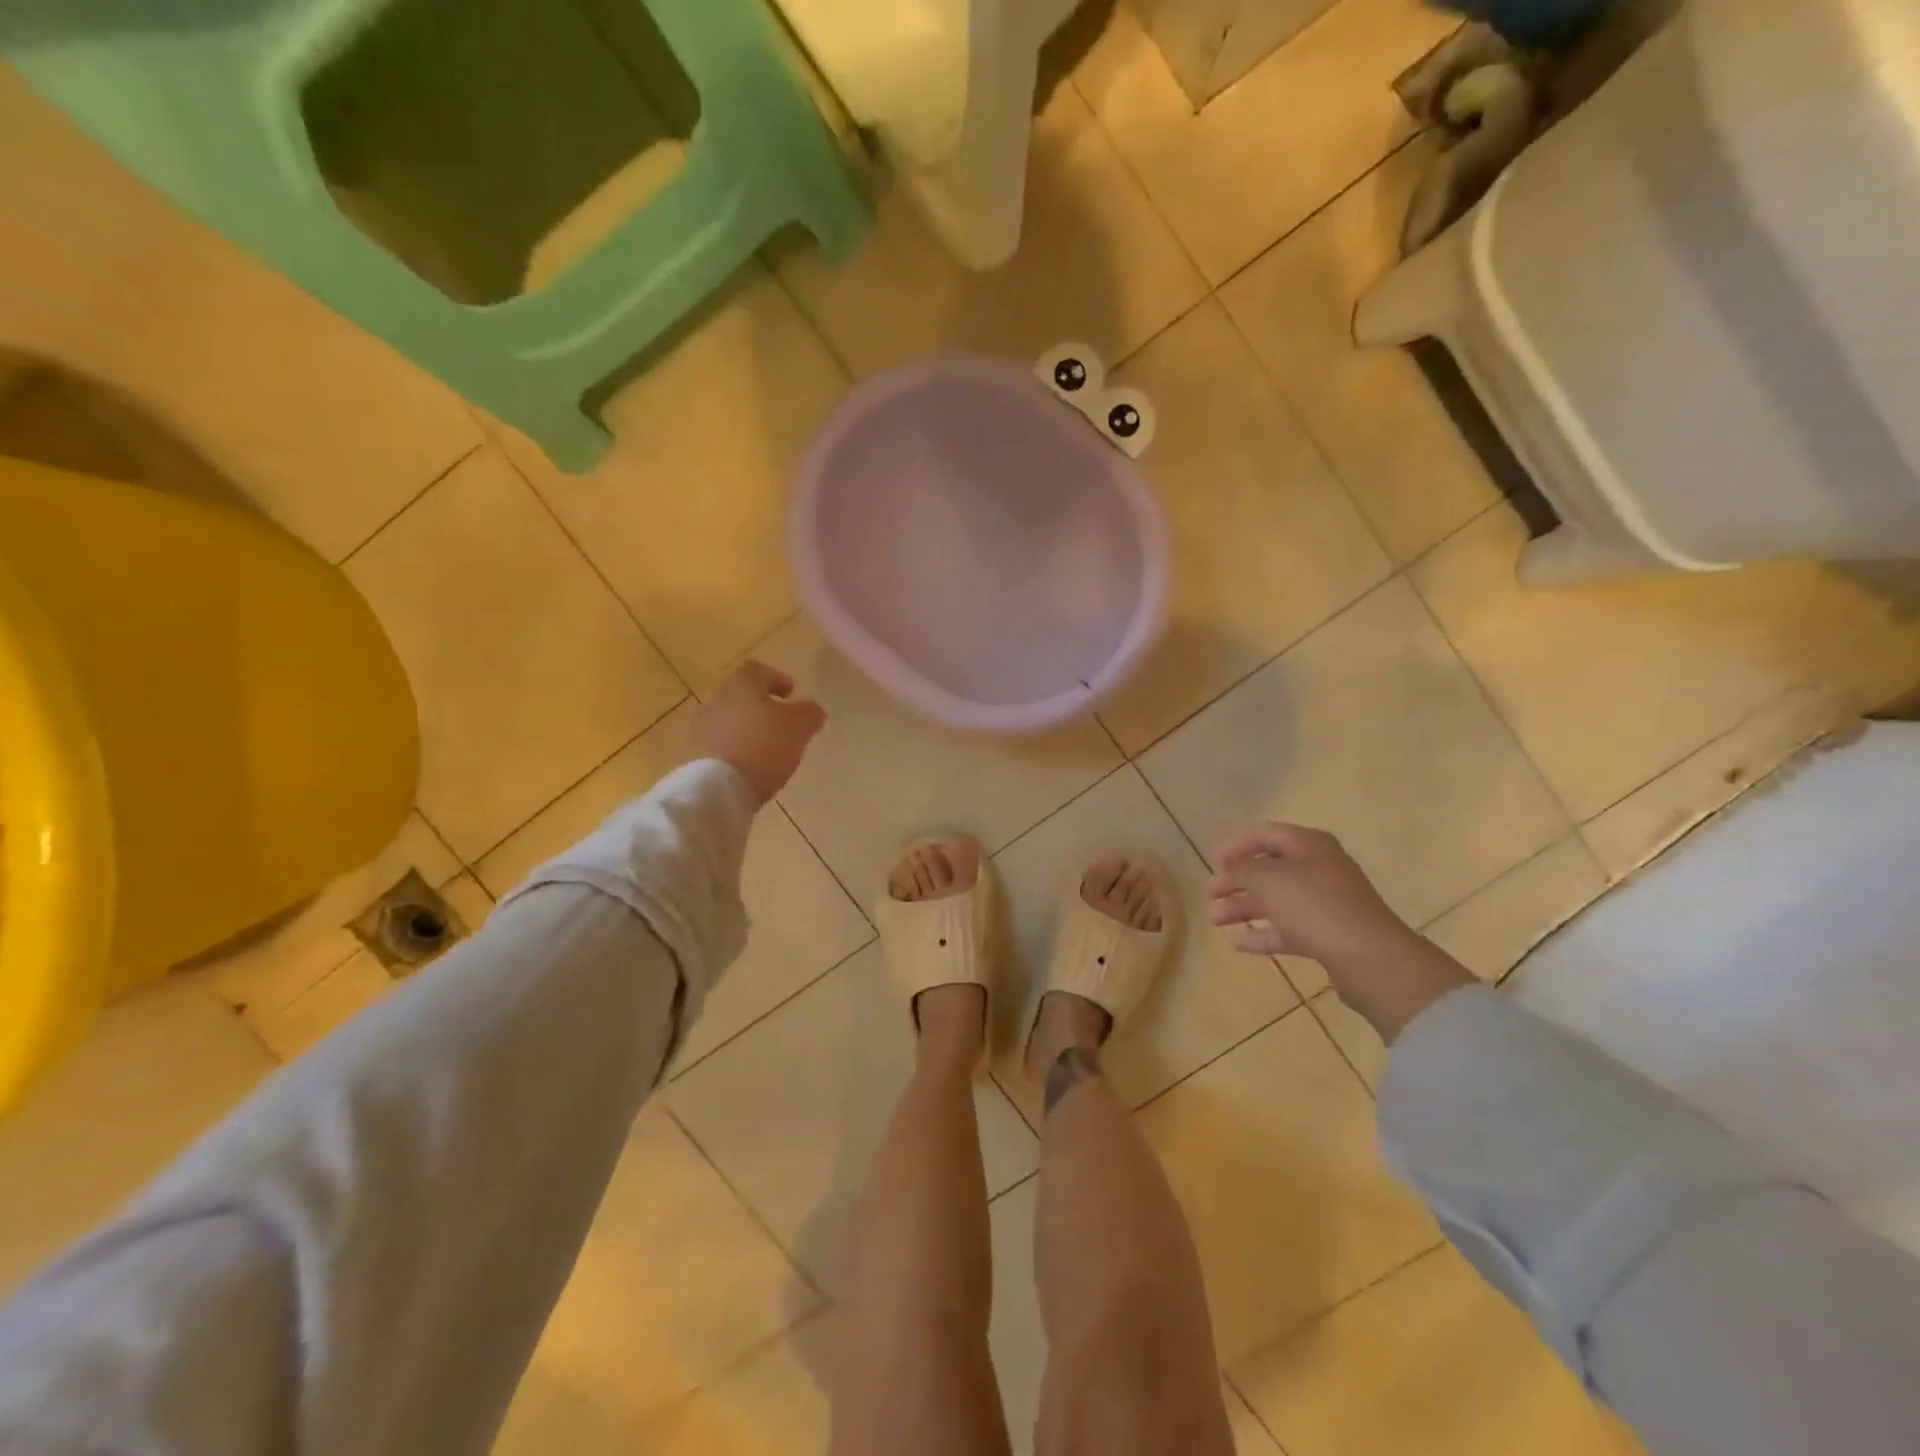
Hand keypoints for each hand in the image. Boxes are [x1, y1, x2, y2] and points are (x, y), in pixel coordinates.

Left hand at [694, 662, 826, 804]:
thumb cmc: (763, 746)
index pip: (757, 671)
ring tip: (768, 751)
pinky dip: (736, 751)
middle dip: (762, 708)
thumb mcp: (799, 727)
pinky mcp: (695, 757)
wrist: (718, 788)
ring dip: (748, 731)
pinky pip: (721, 746)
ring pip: (730, 722)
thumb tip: (813, 710)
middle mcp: (717, 701)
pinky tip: (751, 768)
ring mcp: (701, 730)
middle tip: (782, 724)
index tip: (791, 694)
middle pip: (741, 697)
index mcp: (741, 686)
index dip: (776, 679)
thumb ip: (809, 713)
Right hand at [1207, 823, 1411, 964]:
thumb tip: (1232, 868)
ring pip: (1275, 900)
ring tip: (1213, 919)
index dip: (1236, 843)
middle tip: (1209, 893)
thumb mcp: (1268, 879)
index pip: (1265, 834)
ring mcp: (1324, 903)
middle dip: (1235, 880)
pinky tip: (1237, 943)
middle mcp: (1318, 868)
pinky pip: (1287, 929)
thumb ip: (1243, 869)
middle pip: (1268, 868)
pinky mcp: (1327, 934)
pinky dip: (1262, 933)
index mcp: (1309, 845)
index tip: (1211, 859)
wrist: (1368, 958)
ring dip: (1242, 907)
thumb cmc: (1314, 905)